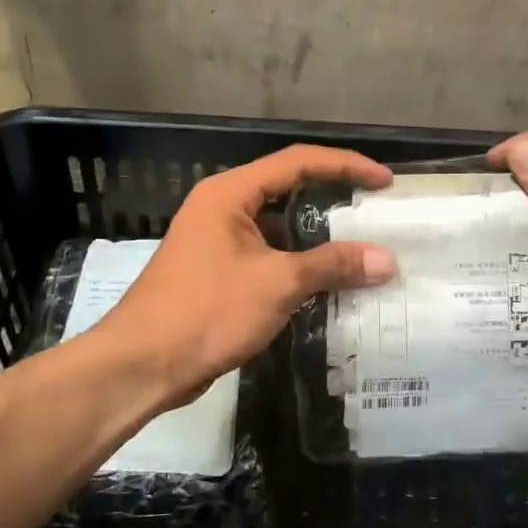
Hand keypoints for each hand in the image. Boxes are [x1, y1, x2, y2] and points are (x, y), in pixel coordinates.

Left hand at [95, 145, 395, 408]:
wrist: (142, 365)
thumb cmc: (207, 311)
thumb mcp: (277, 284)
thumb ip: (332, 266)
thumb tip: (386, 260)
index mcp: (230, 193)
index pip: (298, 162)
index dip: (346, 166)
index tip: (385, 182)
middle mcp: (222, 207)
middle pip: (288, 188)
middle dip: (334, 197)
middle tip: (376, 210)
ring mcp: (217, 241)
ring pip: (278, 226)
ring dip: (318, 236)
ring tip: (362, 247)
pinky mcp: (217, 273)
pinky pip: (268, 255)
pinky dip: (299, 263)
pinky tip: (327, 282)